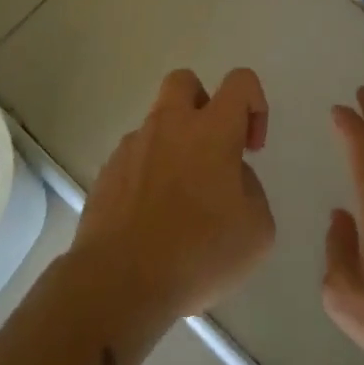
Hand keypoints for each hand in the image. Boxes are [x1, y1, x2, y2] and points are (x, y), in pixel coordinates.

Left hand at [72, 68, 275, 324]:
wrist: (119, 282)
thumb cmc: (198, 254)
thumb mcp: (257, 231)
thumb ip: (251, 190)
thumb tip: (230, 178)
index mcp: (211, 130)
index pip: (240, 82)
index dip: (255, 104)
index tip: (251, 148)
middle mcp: (169, 126)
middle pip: (185, 81)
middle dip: (204, 104)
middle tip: (213, 150)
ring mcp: (131, 148)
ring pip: (157, 124)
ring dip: (174, 146)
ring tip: (182, 201)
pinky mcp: (106, 174)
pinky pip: (134, 159)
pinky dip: (149, 175)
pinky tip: (154, 219)